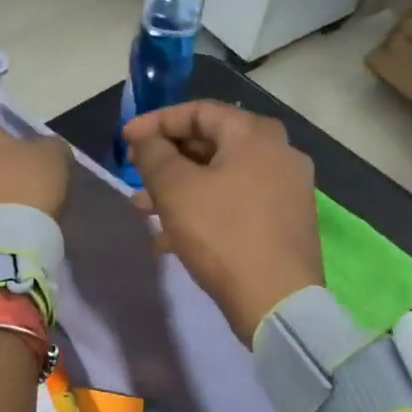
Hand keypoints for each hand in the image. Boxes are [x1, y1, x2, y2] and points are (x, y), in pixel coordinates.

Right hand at [123, 101, 322, 344]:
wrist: (276, 301)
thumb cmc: (221, 234)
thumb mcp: (175, 190)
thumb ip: (153, 154)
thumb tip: (146, 139)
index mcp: (255, 135)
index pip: (198, 111)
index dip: (156, 122)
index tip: (125, 140)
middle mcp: (278, 153)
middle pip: (211, 144)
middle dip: (166, 160)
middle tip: (134, 175)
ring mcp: (286, 189)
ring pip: (221, 177)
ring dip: (179, 189)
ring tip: (143, 210)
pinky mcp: (285, 221)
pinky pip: (235, 203)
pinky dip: (203, 210)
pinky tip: (170, 238)